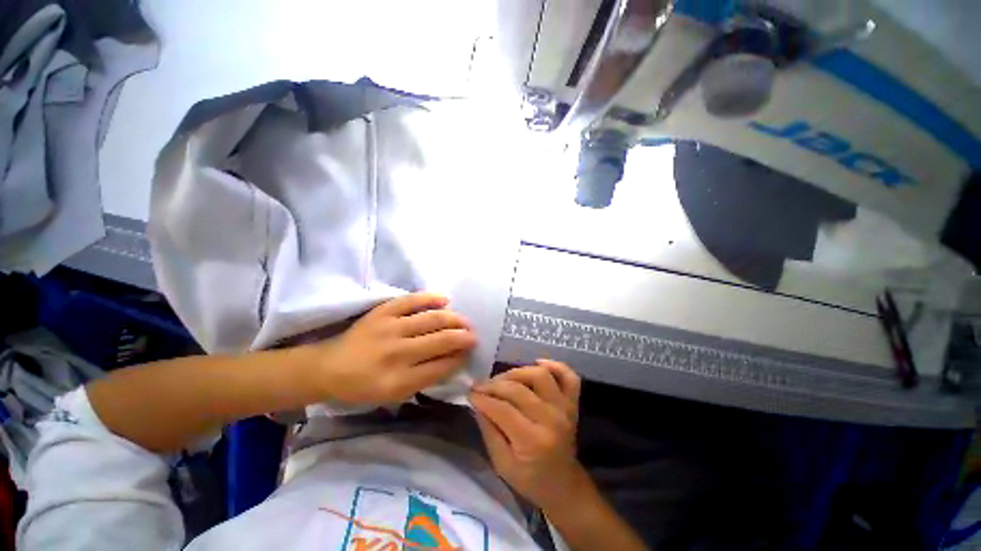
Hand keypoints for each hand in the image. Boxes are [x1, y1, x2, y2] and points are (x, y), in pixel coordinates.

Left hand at [313, 293, 475, 404]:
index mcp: (398, 381)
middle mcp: (397, 354)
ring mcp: (389, 329)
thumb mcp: (394, 395)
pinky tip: (445, 299)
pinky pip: (411, 300)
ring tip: (465, 320)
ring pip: (431, 320)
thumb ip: (424, 379)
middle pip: (441, 341)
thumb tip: (453, 360)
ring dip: (453, 319)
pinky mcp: (382, 312)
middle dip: (463, 337)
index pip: (441, 366)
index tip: (469, 352)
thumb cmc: (363, 387)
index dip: (459, 358)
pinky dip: (430, 298)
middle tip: (474, 335)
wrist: (329, 367)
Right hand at [470, 359, 586, 509]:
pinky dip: (555, 365)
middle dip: (494, 385)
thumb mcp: (501, 464)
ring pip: (540, 375)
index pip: (503, 409)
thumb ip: (489, 431)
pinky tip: (538, 364)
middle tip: (481, 387)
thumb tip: (477, 402)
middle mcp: (551, 419)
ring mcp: (565, 408)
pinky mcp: (572, 402)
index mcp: (533, 441)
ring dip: (518, 372)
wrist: (563, 485)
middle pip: (519, 389)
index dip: (483, 398)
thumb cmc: (530, 480)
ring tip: (503, 380)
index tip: (471, 393)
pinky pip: (569, 376)